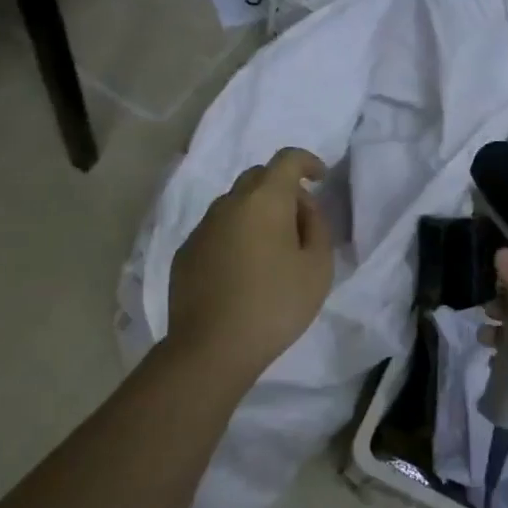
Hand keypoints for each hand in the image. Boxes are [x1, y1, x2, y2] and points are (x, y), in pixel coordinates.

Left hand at [166, 148, 334, 381]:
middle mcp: (229, 203)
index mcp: (264, 200)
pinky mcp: (186, 252)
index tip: (320, 178)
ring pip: (235, 204)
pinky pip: (217, 230)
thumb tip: (302, 207)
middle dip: (281, 187)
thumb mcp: (318, 267)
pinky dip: (235, 235)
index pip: (287, 159)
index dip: (307, 162)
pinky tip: (243, 269)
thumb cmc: (275, 304)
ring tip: (271, 249)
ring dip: (256, 213)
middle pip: (257, 177)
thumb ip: (317, 226)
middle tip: (299, 220)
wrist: (212, 347)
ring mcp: (202, 227)